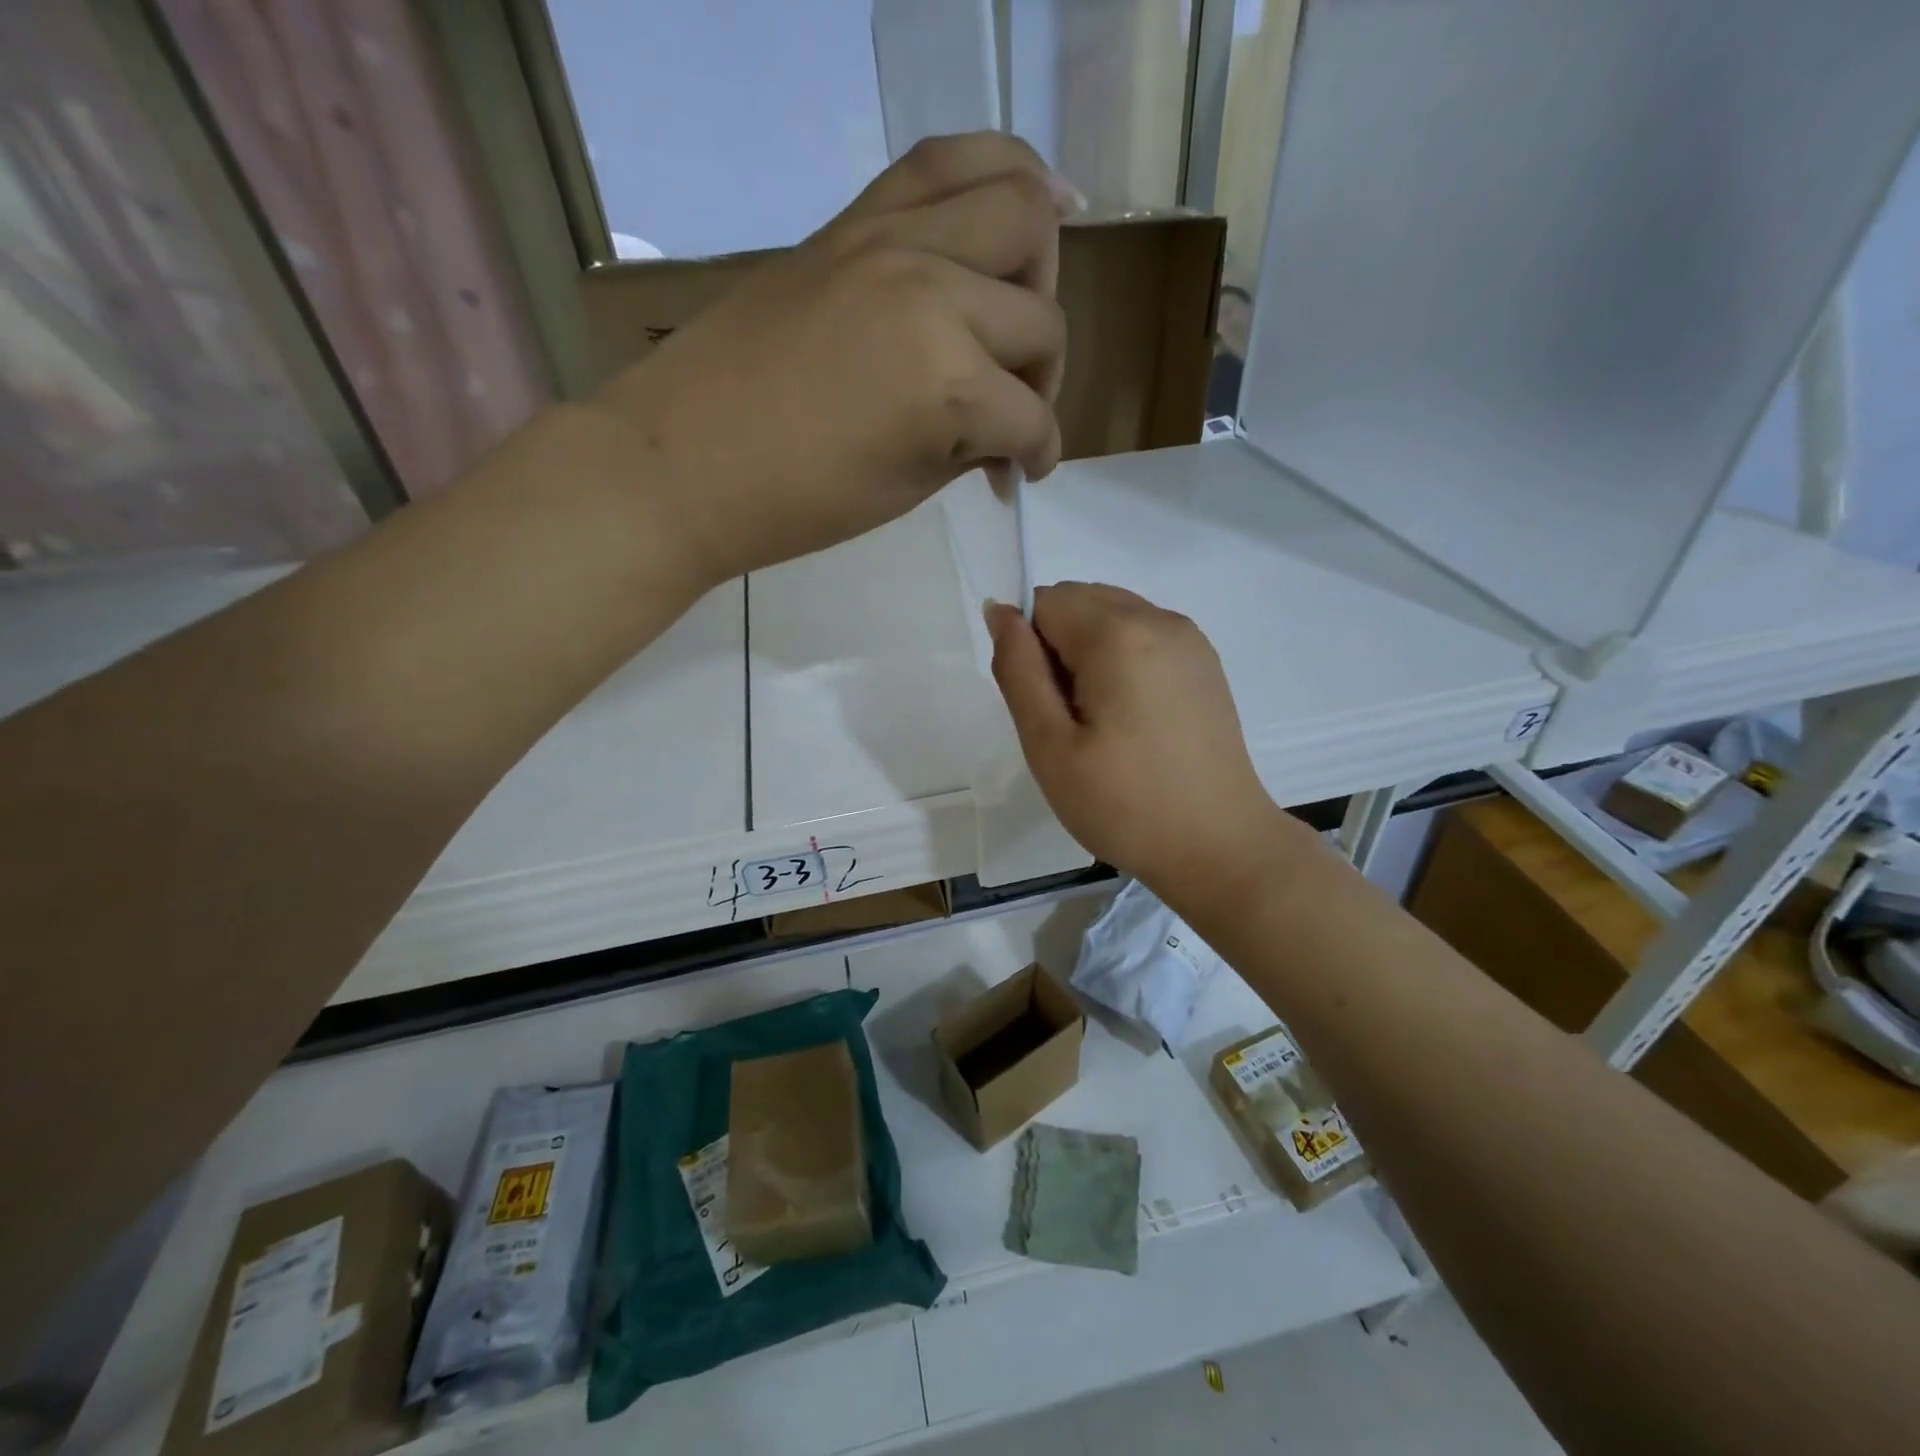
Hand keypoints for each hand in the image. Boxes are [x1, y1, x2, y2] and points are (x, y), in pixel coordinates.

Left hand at [593, 133, 1078, 585]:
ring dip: (1037, 268)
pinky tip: (1029, 202)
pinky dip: (1001, 175)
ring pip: (1017, 207)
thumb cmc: (795, 504)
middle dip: (1042, 373)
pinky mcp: (852, 220)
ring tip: (1021, 304)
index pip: (1030, 418)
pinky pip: (944, 161)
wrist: (682, 462)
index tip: (1021, 474)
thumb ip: (969, 447)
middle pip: (1040, 316)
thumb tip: (1005, 438)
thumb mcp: (904, 490)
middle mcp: (934, 293)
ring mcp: (891, 241)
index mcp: (946, 384)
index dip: (1037, 454)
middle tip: (1011, 403)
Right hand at [987, 583, 1288, 892]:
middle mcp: (1160, 619)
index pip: (1045, 602)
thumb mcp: (1050, 745)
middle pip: (1080, 601)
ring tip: (1104, 723)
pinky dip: (1122, 662)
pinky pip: (1144, 637)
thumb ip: (1018, 670)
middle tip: (1072, 721)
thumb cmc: (1124, 804)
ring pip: (1112, 617)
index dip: (1031, 650)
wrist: (1219, 846)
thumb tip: (999, 611)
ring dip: (1090, 654)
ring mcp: (1190, 640)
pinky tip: (1134, 720)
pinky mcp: (1205, 664)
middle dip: (1059, 647)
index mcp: (1119, 634)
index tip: (1048, 707)